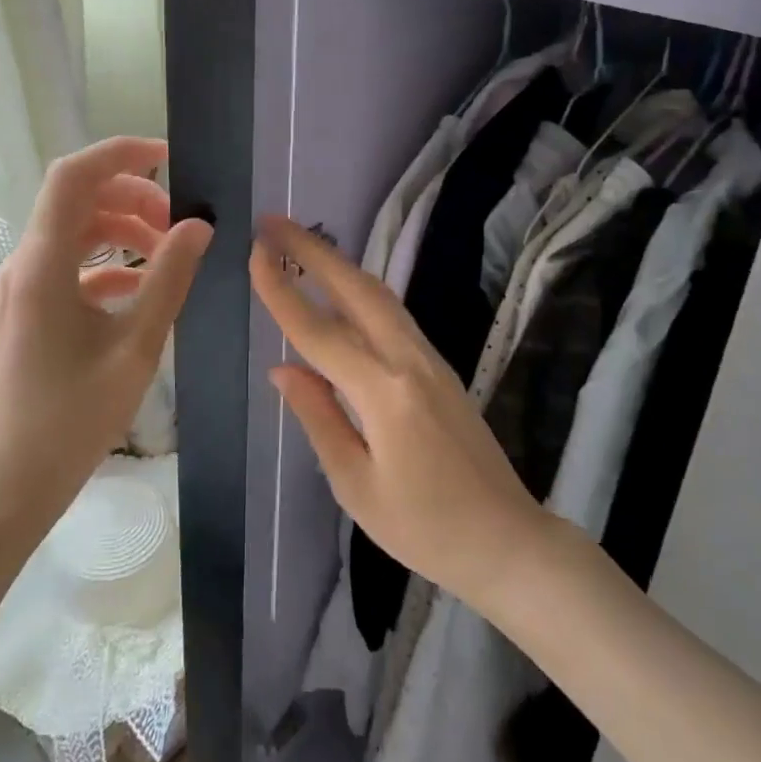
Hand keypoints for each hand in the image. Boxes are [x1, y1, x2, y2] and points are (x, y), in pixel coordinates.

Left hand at [0, 137, 212, 557]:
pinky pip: (69, 267)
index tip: (170, 159)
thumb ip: (169, 279)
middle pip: (77, 200)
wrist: (2, 491)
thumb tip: (198, 226)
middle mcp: (25, 264)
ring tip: (168, 254)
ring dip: (122, 231)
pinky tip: (140, 290)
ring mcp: (22, 289)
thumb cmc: (68, 421)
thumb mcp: (134, 347)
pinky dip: (107, 265)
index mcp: (43, 264)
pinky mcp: (27, 313)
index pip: (74, 176)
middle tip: (179, 222)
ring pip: (75, 233)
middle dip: (132, 197)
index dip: (120, 153)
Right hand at [250, 214, 546, 608]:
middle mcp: (409, 359)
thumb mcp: (356, 485)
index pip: (318, 331)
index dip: (281, 290)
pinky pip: (392, 312)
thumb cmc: (425, 528)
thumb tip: (282, 369)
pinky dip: (360, 288)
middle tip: (274, 222)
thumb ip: (318, 417)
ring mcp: (429, 358)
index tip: (254, 252)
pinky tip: (342, 286)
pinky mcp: (439, 365)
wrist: (506, 540)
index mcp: (384, 393)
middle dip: (314, 250)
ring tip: (302, 242)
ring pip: (378, 294)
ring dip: (339, 262)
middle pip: (355, 289)